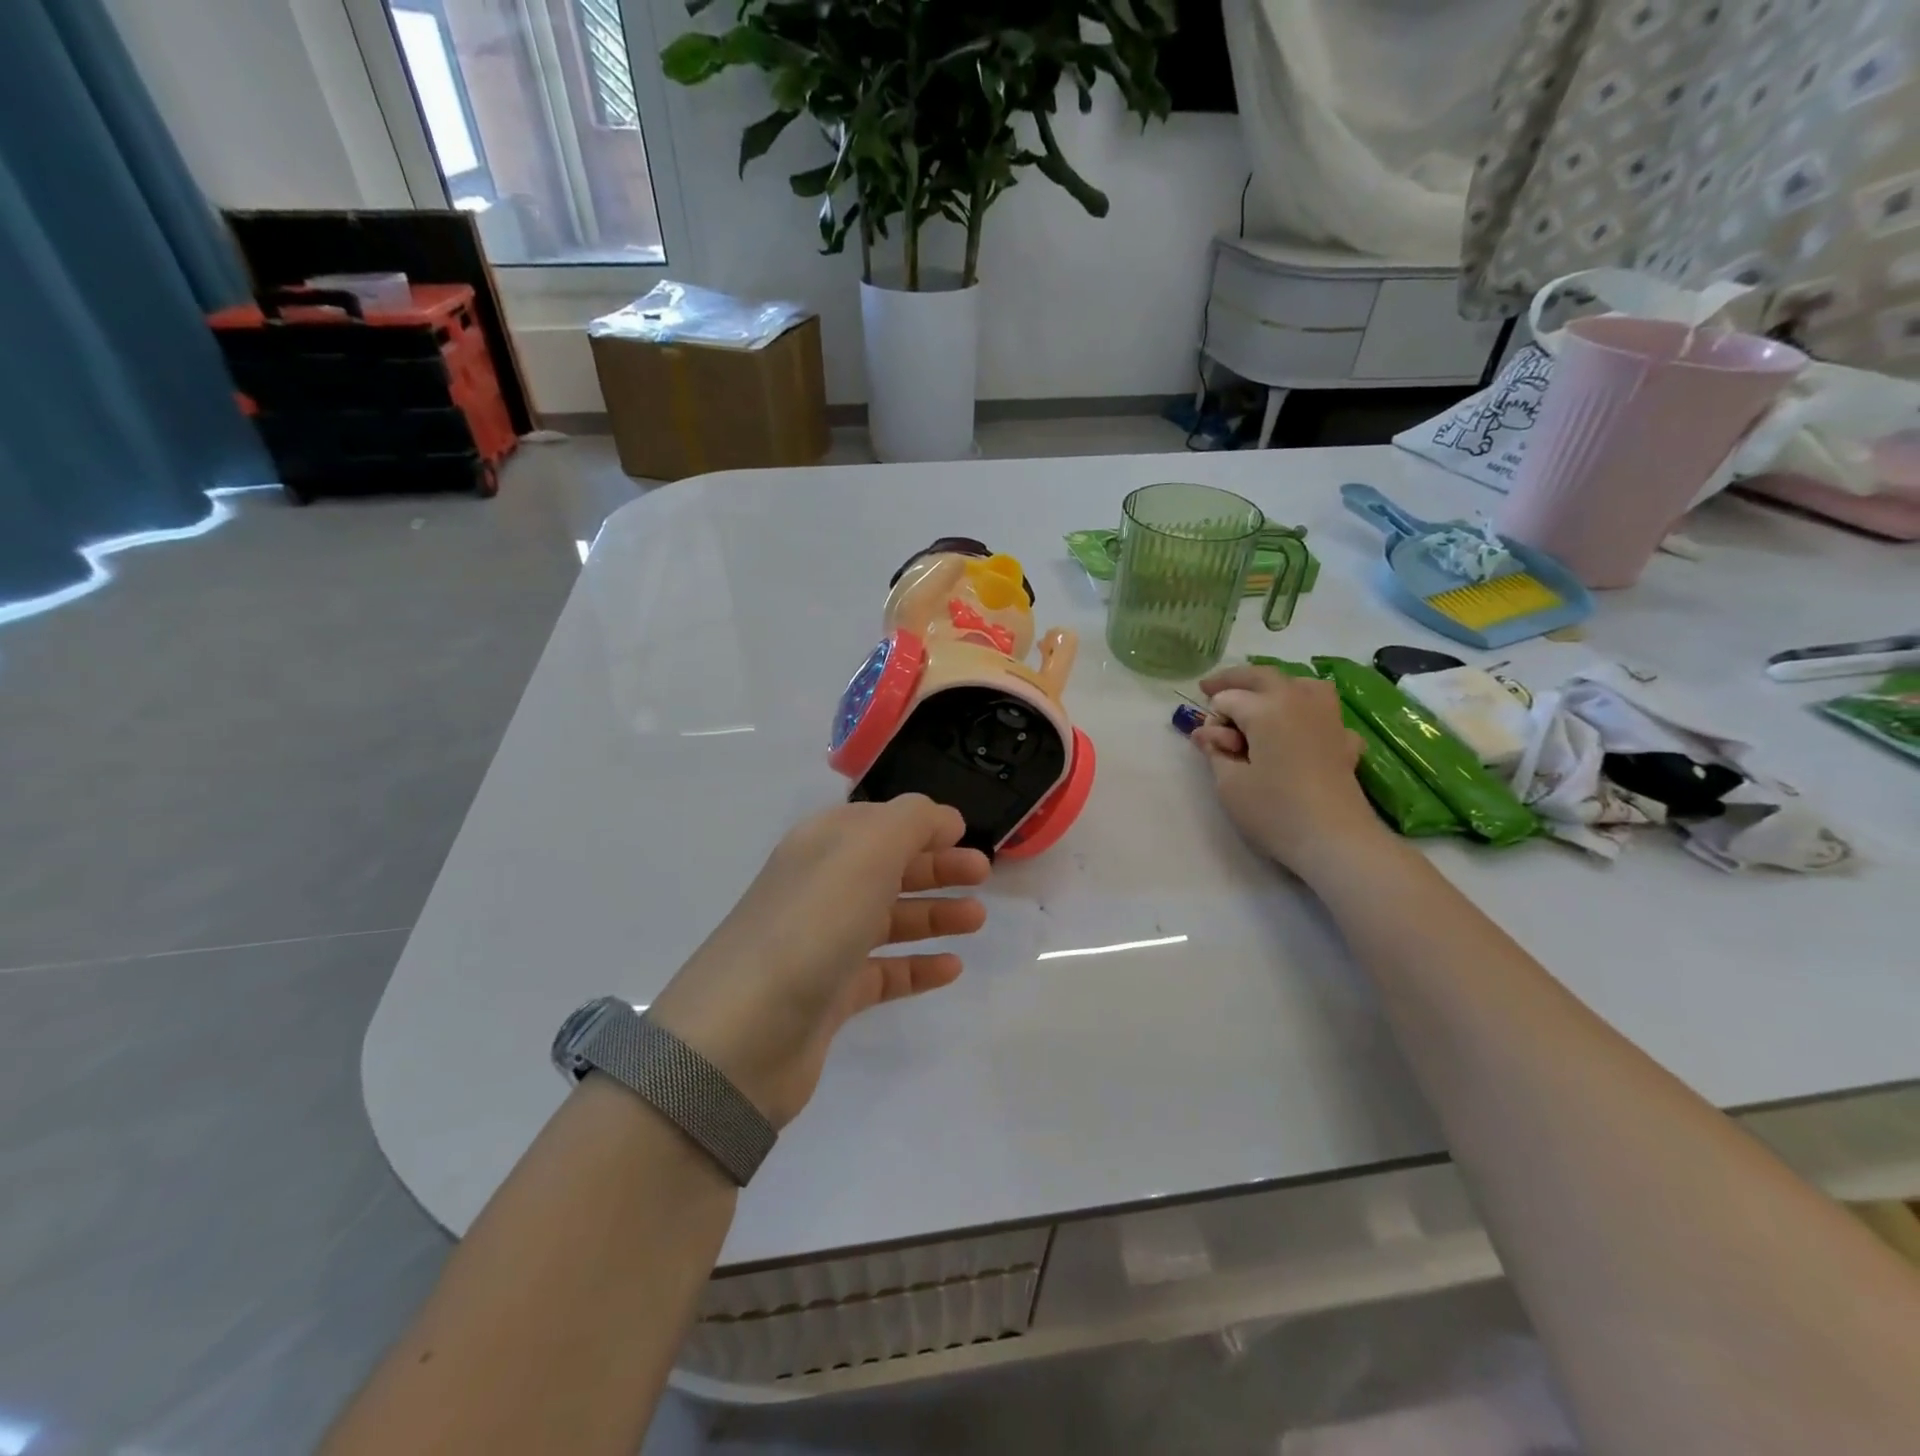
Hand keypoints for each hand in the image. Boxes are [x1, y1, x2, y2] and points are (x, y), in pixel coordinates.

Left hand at [646, 796, 988, 1128]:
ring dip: (934, 913)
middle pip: (887, 868)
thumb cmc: (814, 922)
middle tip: (982, 874)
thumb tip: (941, 817)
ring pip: (888, 919)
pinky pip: (883, 973)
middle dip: (936, 865)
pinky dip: (918, 967)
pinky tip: (951, 968)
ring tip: (977, 919)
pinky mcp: (830, 995)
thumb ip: (911, 821)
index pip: (878, 821)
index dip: (921, 823)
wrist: (745, 1033)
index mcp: (823, 844)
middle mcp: (821, 887)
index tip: (965, 833)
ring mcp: (823, 943)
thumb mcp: (867, 849)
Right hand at [1192, 665, 1383, 871]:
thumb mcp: (1229, 784)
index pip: (1227, 699)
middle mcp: (1298, 700)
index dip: (1212, 718)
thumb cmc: (1275, 811)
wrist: (1336, 841)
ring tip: (1259, 699)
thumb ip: (1215, 752)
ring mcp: (1327, 717)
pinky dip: (1307, 710)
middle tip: (1209, 688)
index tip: (1210, 746)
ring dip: (1275, 685)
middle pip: (1262, 677)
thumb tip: (1206, 733)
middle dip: (1233, 680)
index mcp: (1266, 708)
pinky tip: (1302, 727)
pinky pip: (1323, 710)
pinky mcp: (1344, 739)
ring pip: (1300, 683)